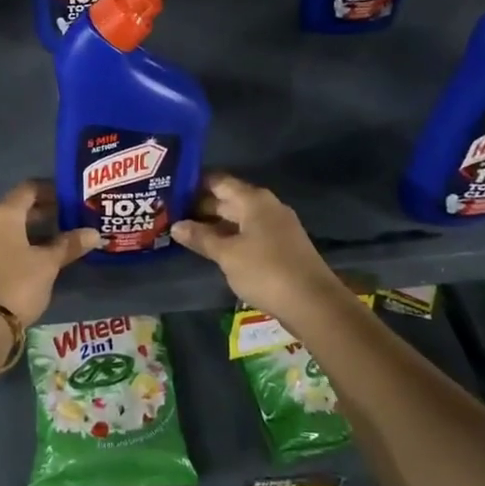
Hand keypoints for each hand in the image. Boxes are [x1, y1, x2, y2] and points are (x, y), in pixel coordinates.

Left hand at [0, 180, 100, 326]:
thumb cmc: (17, 284)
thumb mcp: (48, 264)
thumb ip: (69, 244)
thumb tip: (94, 233)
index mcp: (3, 214)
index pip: (28, 189)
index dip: (50, 191)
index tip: (68, 198)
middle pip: (14, 208)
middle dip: (40, 213)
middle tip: (64, 220)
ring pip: (3, 229)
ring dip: (24, 231)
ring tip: (49, 242)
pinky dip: (10, 247)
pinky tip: (26, 261)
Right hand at [172, 173, 345, 321]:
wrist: (314, 304)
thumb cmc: (266, 271)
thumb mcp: (227, 255)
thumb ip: (201, 238)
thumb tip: (176, 225)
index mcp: (254, 200)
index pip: (219, 181)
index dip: (194, 183)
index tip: (170, 189)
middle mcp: (266, 207)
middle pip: (228, 199)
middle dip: (201, 206)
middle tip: (170, 213)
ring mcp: (276, 227)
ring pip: (238, 218)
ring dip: (214, 224)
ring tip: (185, 231)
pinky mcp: (281, 247)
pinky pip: (248, 234)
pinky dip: (229, 237)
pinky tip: (213, 249)